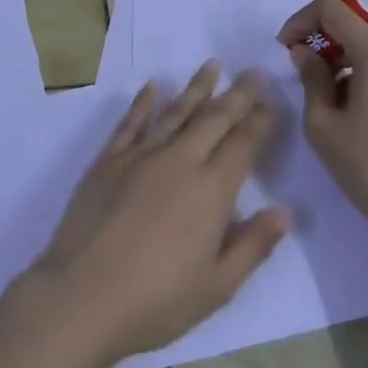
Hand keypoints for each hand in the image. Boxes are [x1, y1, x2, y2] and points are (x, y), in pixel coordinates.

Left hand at [24, 63, 290, 366]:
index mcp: (211, 191)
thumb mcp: (218, 286)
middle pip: (214, 118)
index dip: (260, 121)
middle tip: (253, 72)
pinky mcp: (108, 160)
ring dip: (196, 88)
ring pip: (174, 112)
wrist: (82, 295)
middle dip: (237, 94)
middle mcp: (179, 161)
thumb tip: (284, 211)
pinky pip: (131, 122)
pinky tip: (154, 87)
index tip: (272, 102)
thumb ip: (253, 245)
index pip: (243, 144)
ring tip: (212, 65)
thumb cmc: (156, 301)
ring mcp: (140, 156)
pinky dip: (145, 102)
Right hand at [277, 0, 367, 238]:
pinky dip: (367, 59)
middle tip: (310, 51)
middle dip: (331, 23)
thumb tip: (304, 52)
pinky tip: (351, 96)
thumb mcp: (322, 124)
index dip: (302, 19)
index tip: (285, 47)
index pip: (334, 8)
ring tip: (327, 76)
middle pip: (365, 11)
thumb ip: (311, 78)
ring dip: (350, 41)